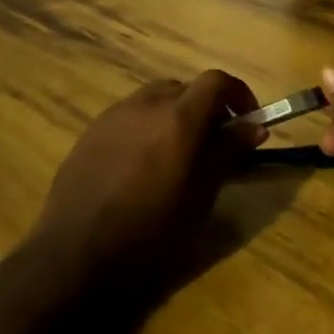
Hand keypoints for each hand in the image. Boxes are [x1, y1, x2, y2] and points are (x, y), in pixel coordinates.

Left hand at [34, 71, 265, 289]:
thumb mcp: (201, 195)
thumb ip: (228, 152)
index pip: (216, 81)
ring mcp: (115, 113)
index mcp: (179, 117)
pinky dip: (146, 127)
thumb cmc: (151, 230)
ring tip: (176, 155)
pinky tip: (141, 165)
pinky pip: (129, 116)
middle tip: (214, 143)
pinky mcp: (92, 130)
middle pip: (185, 88)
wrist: (78, 251)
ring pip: (155, 99)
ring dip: (174, 115)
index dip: (238, 94)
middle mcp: (147, 103)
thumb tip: (255, 127)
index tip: (248, 120)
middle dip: (206, 108)